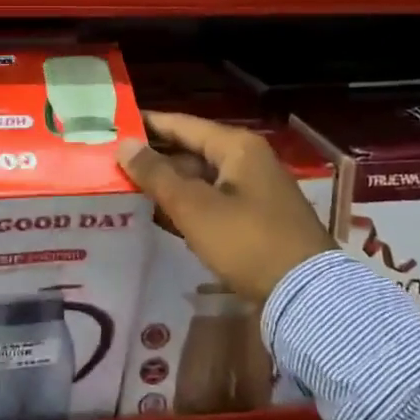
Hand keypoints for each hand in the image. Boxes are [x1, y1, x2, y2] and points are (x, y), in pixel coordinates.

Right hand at [117, 111, 335, 303]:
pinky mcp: (255, 219)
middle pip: (191, 151)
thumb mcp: (194, 207)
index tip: (113, 125)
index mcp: (236, 147)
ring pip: (200, 179)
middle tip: (113, 162)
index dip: (147, 124)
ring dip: (168, 185)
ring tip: (126, 188)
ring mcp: (254, 190)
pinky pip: (212, 201)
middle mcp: (247, 160)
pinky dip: (187, 205)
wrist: (306, 295)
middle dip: (154, 158)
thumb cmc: (246, 241)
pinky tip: (159, 216)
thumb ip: (157, 174)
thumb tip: (124, 145)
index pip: (182, 124)